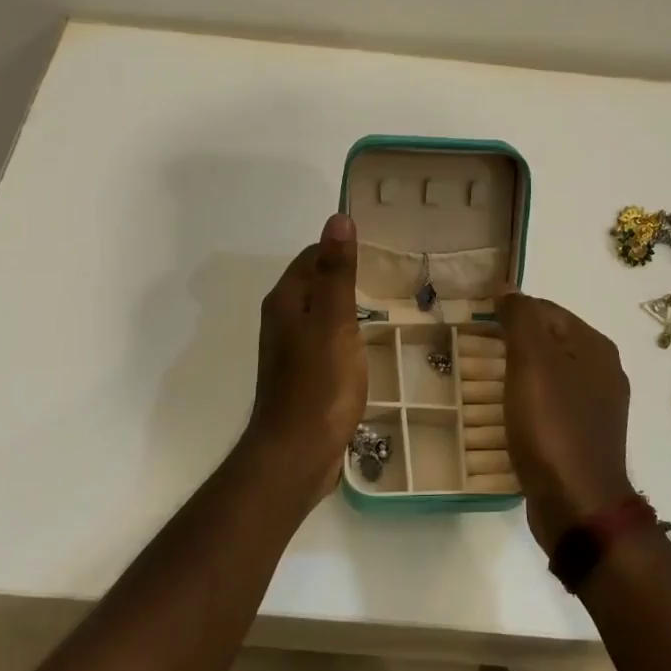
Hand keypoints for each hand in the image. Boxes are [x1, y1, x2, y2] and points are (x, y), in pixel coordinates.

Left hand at [241, 213, 367, 505]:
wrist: (297, 453)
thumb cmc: (319, 385)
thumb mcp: (334, 322)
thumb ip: (337, 272)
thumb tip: (338, 218)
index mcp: (286, 301)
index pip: (311, 256)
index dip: (340, 249)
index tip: (378, 250)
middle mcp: (282, 320)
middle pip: (314, 283)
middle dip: (345, 276)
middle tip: (389, 275)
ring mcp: (290, 350)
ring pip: (320, 313)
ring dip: (345, 305)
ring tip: (384, 305)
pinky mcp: (302, 375)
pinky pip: (324, 340)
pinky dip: (344, 333)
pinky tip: (365, 344)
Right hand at [497, 291, 634, 551]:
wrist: (578, 505)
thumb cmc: (553, 426)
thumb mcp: (532, 362)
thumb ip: (520, 318)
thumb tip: (507, 287)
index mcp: (595, 346)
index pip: (546, 310)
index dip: (510, 311)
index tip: (475, 324)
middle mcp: (602, 371)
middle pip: (548, 341)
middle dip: (511, 343)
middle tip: (473, 352)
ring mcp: (596, 407)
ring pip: (548, 374)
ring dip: (516, 373)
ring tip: (482, 382)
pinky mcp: (584, 436)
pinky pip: (550, 405)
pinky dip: (526, 402)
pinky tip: (505, 413)